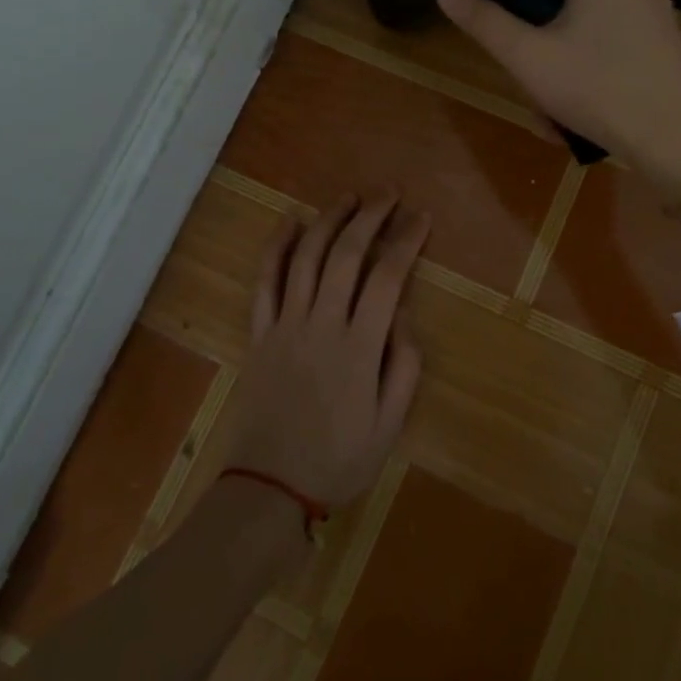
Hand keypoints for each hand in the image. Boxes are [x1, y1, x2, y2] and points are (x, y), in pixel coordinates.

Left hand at [225, 192, 428, 509]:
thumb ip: (403, 366)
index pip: (387, 277)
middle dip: (370, 216)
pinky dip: (275, 247)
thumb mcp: (389, 426)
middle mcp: (321, 323)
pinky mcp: (259, 333)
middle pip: (346, 254)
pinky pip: (265, 281)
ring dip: (328, 220)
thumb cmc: (337, 460)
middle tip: (389, 193)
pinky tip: (288, 222)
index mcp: (358, 346)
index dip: (406, 241)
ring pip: (305, 257)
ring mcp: (285, 324)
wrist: (269, 488)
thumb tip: (403, 315)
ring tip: (348, 197)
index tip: (422, 218)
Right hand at [438, 0, 680, 188]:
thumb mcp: (528, 59)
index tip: (504, 13)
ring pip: (592, 23)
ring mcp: (658, 10)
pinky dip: (596, 66)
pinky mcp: (670, 40)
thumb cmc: (596, 90)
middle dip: (542, 35)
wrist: (676, 142)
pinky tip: (587, 105)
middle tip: (528, 76)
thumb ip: (485, 22)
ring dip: (566, 58)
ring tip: (554, 106)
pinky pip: (618, 42)